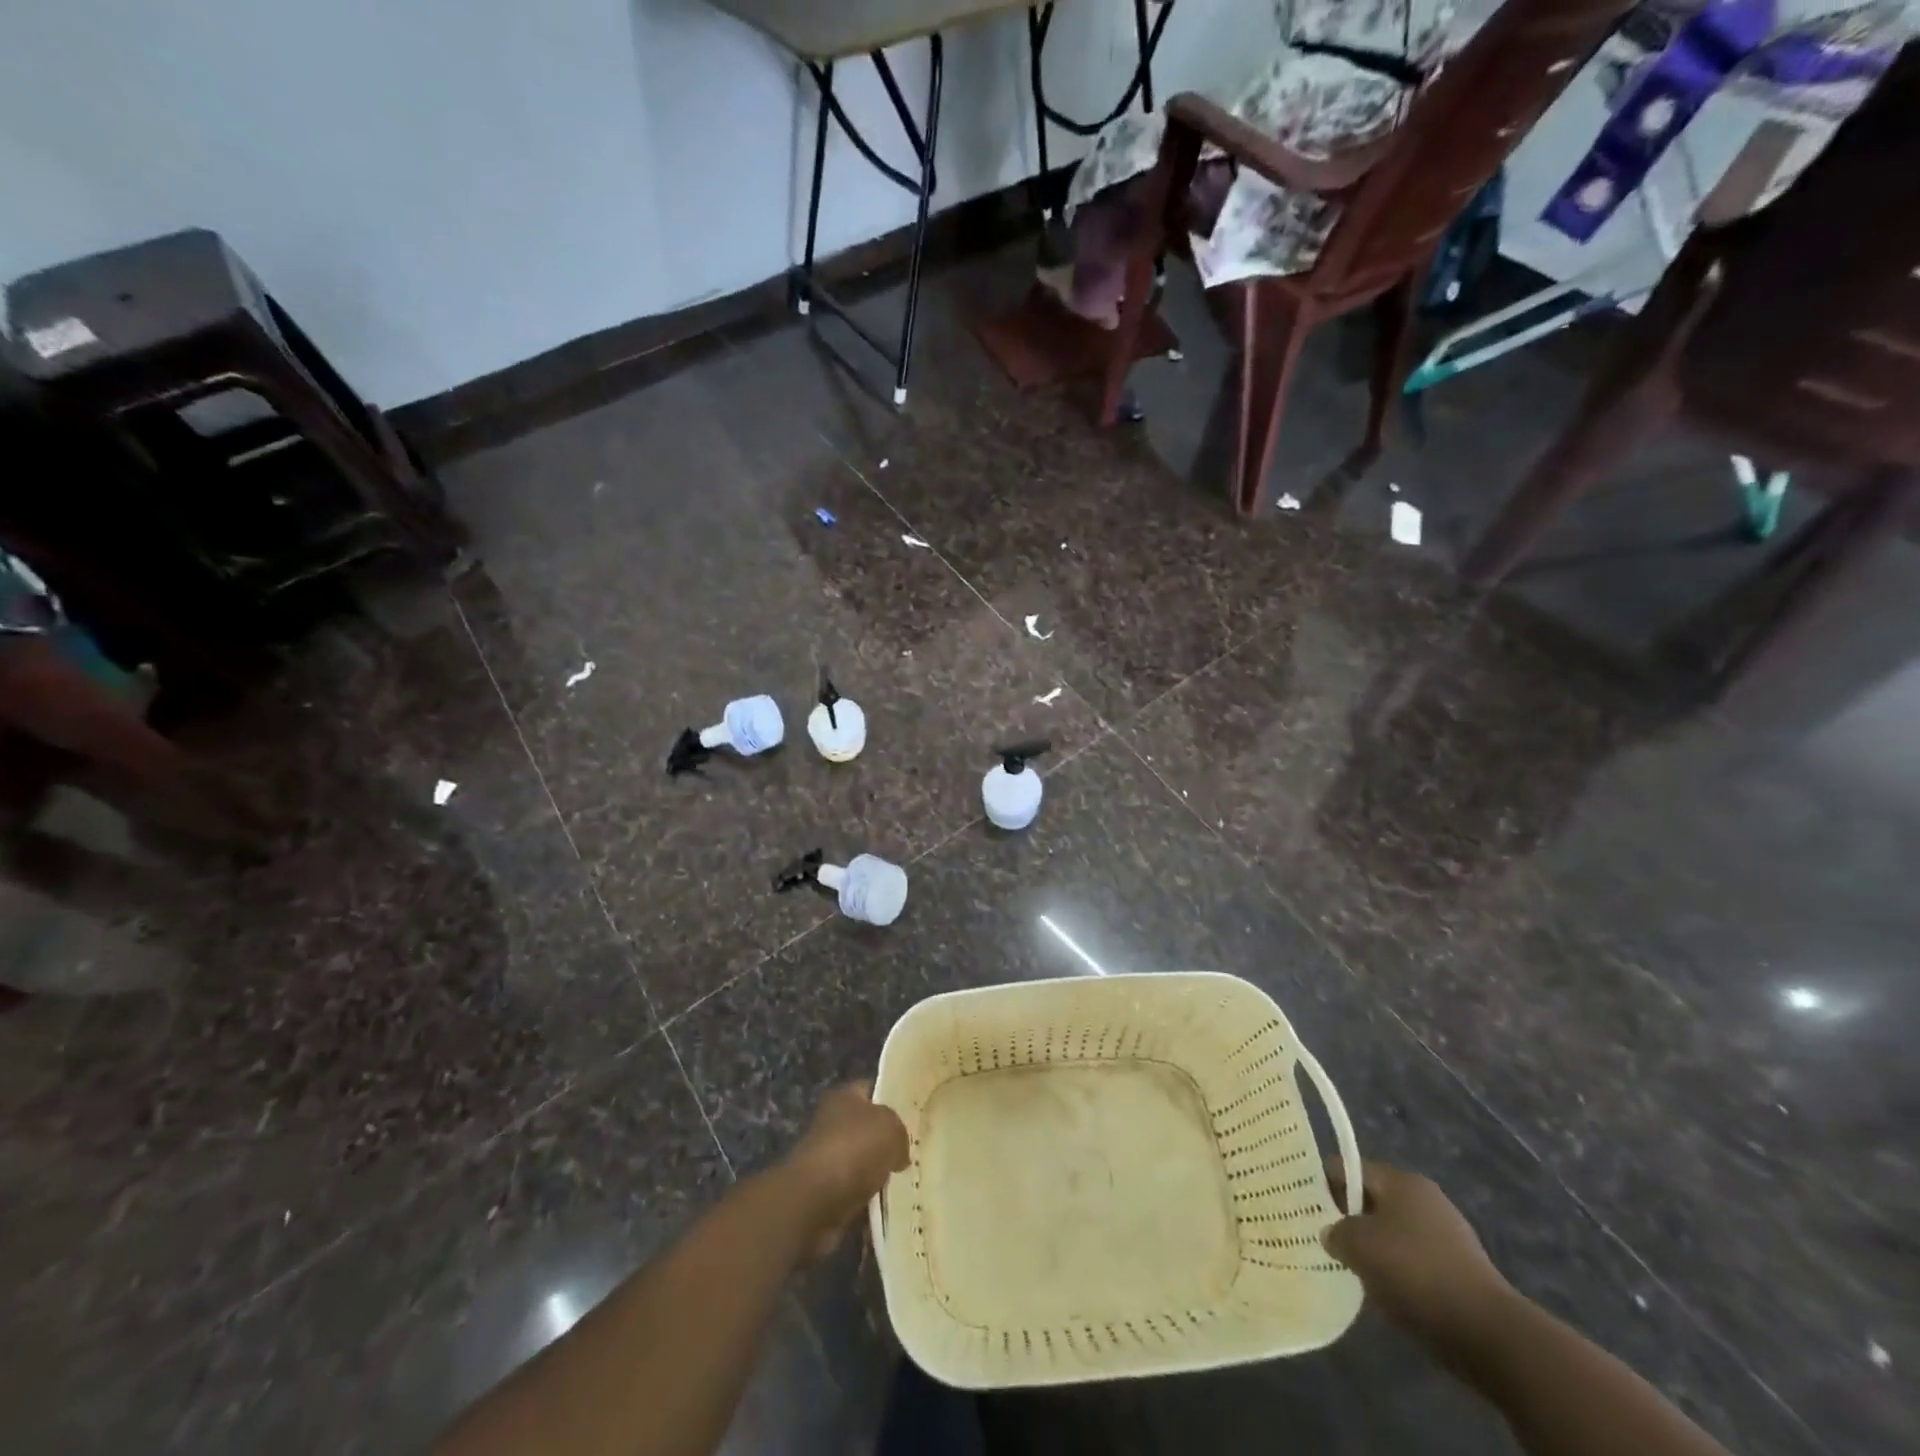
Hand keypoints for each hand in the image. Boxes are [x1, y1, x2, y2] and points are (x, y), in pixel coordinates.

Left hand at [779, 1082, 909, 1260]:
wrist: (816, 1201)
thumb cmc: (854, 1149)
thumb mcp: (891, 1128)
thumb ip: (899, 1132)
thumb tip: (898, 1151)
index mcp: (843, 1097)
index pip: (870, 1090)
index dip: (889, 1098)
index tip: (912, 1113)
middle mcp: (830, 1123)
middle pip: (864, 1128)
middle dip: (884, 1141)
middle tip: (911, 1151)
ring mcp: (825, 1160)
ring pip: (860, 1163)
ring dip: (876, 1174)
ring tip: (903, 1180)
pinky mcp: (823, 1194)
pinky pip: (854, 1193)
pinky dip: (868, 1200)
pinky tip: (886, 1205)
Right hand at [1321, 1160, 1513, 1346]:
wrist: (1490, 1335)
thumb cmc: (1416, 1273)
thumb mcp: (1359, 1246)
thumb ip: (1335, 1232)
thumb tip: (1333, 1234)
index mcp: (1401, 1181)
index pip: (1348, 1168)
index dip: (1324, 1185)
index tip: (1307, 1210)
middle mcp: (1425, 1198)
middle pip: (1372, 1199)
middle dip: (1349, 1219)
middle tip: (1327, 1241)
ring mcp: (1447, 1234)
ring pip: (1393, 1232)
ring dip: (1373, 1249)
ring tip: (1353, 1272)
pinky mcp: (1460, 1270)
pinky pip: (1415, 1261)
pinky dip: (1398, 1273)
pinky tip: (1387, 1294)